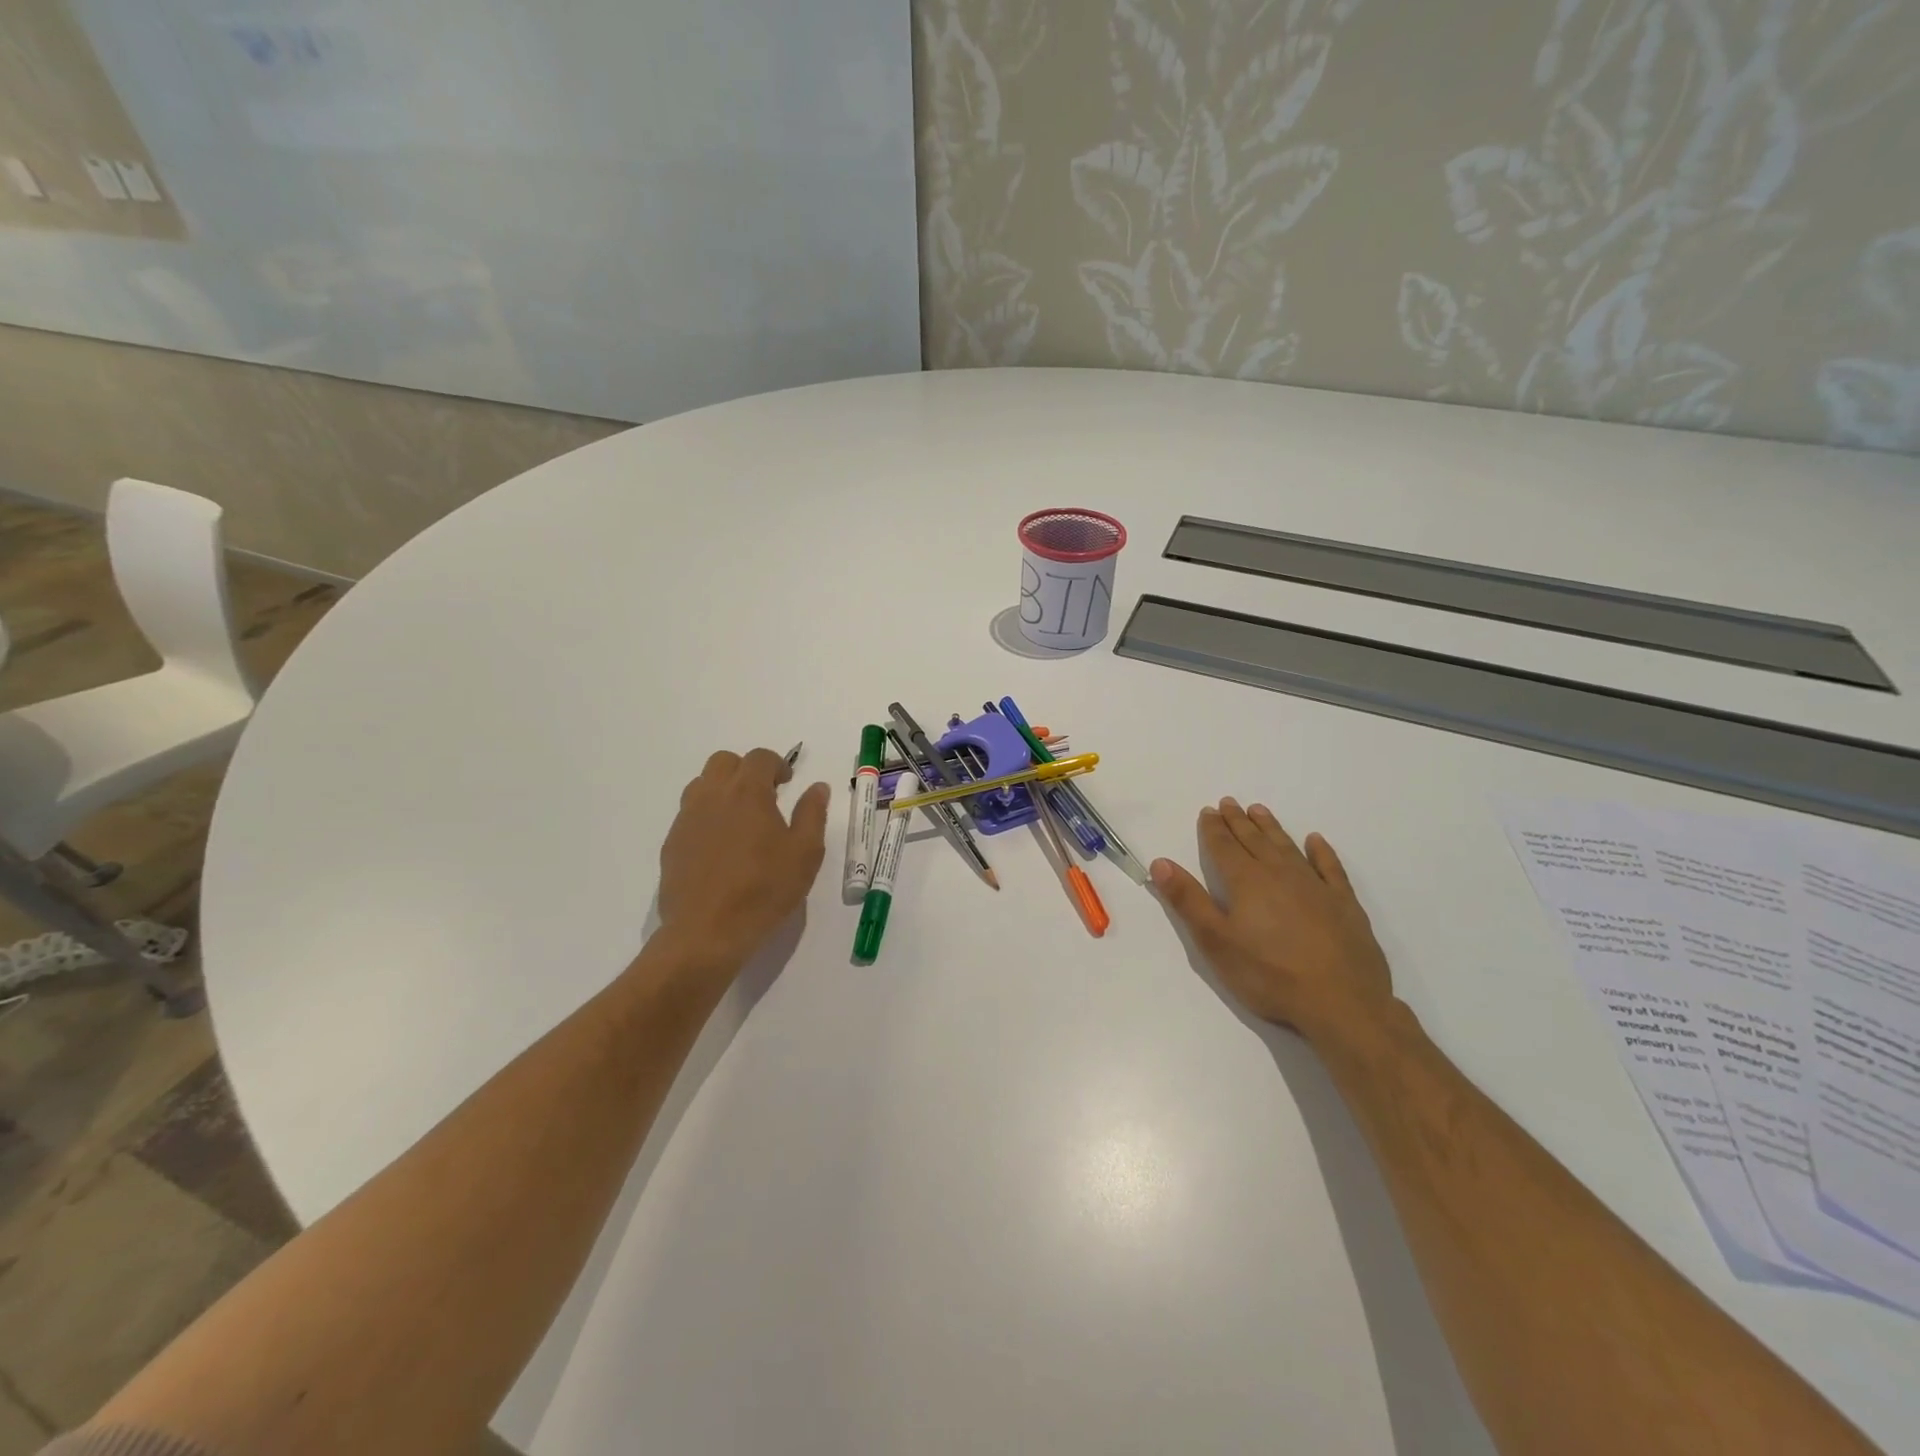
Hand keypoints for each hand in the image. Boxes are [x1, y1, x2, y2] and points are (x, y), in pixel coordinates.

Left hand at [657, 748, 829, 967]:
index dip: (776, 764)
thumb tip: (817, 787)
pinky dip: (707, 817)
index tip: (787, 784)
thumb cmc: (764, 890)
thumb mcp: (805, 853)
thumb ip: (812, 814)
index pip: (759, 758)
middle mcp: (712, 796)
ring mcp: (686, 819)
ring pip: (701, 785)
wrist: (706, 933)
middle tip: (765, 796)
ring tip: (741, 820)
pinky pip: (689, 815)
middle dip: (746, 770)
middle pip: (724, 762)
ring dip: (723, 790)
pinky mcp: (672, 844)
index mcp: (747, 792)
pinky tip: (721, 848)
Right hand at [1151, 798, 1393, 1040]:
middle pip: (1254, 841)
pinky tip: (1315, 841)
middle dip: (1238, 821)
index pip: (1224, 847)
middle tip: (1229, 802)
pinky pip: (1330, 867)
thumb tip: (1160, 863)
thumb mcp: (1216, 942)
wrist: (1342, 1003)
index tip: (1208, 810)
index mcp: (1246, 882)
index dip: (1213, 828)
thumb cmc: (1269, 975)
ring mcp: (1316, 887)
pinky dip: (1321, 852)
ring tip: (1259, 811)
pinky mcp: (1344, 904)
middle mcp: (1280, 874)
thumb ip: (1188, 901)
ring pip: (1287, 847)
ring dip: (1271, 828)